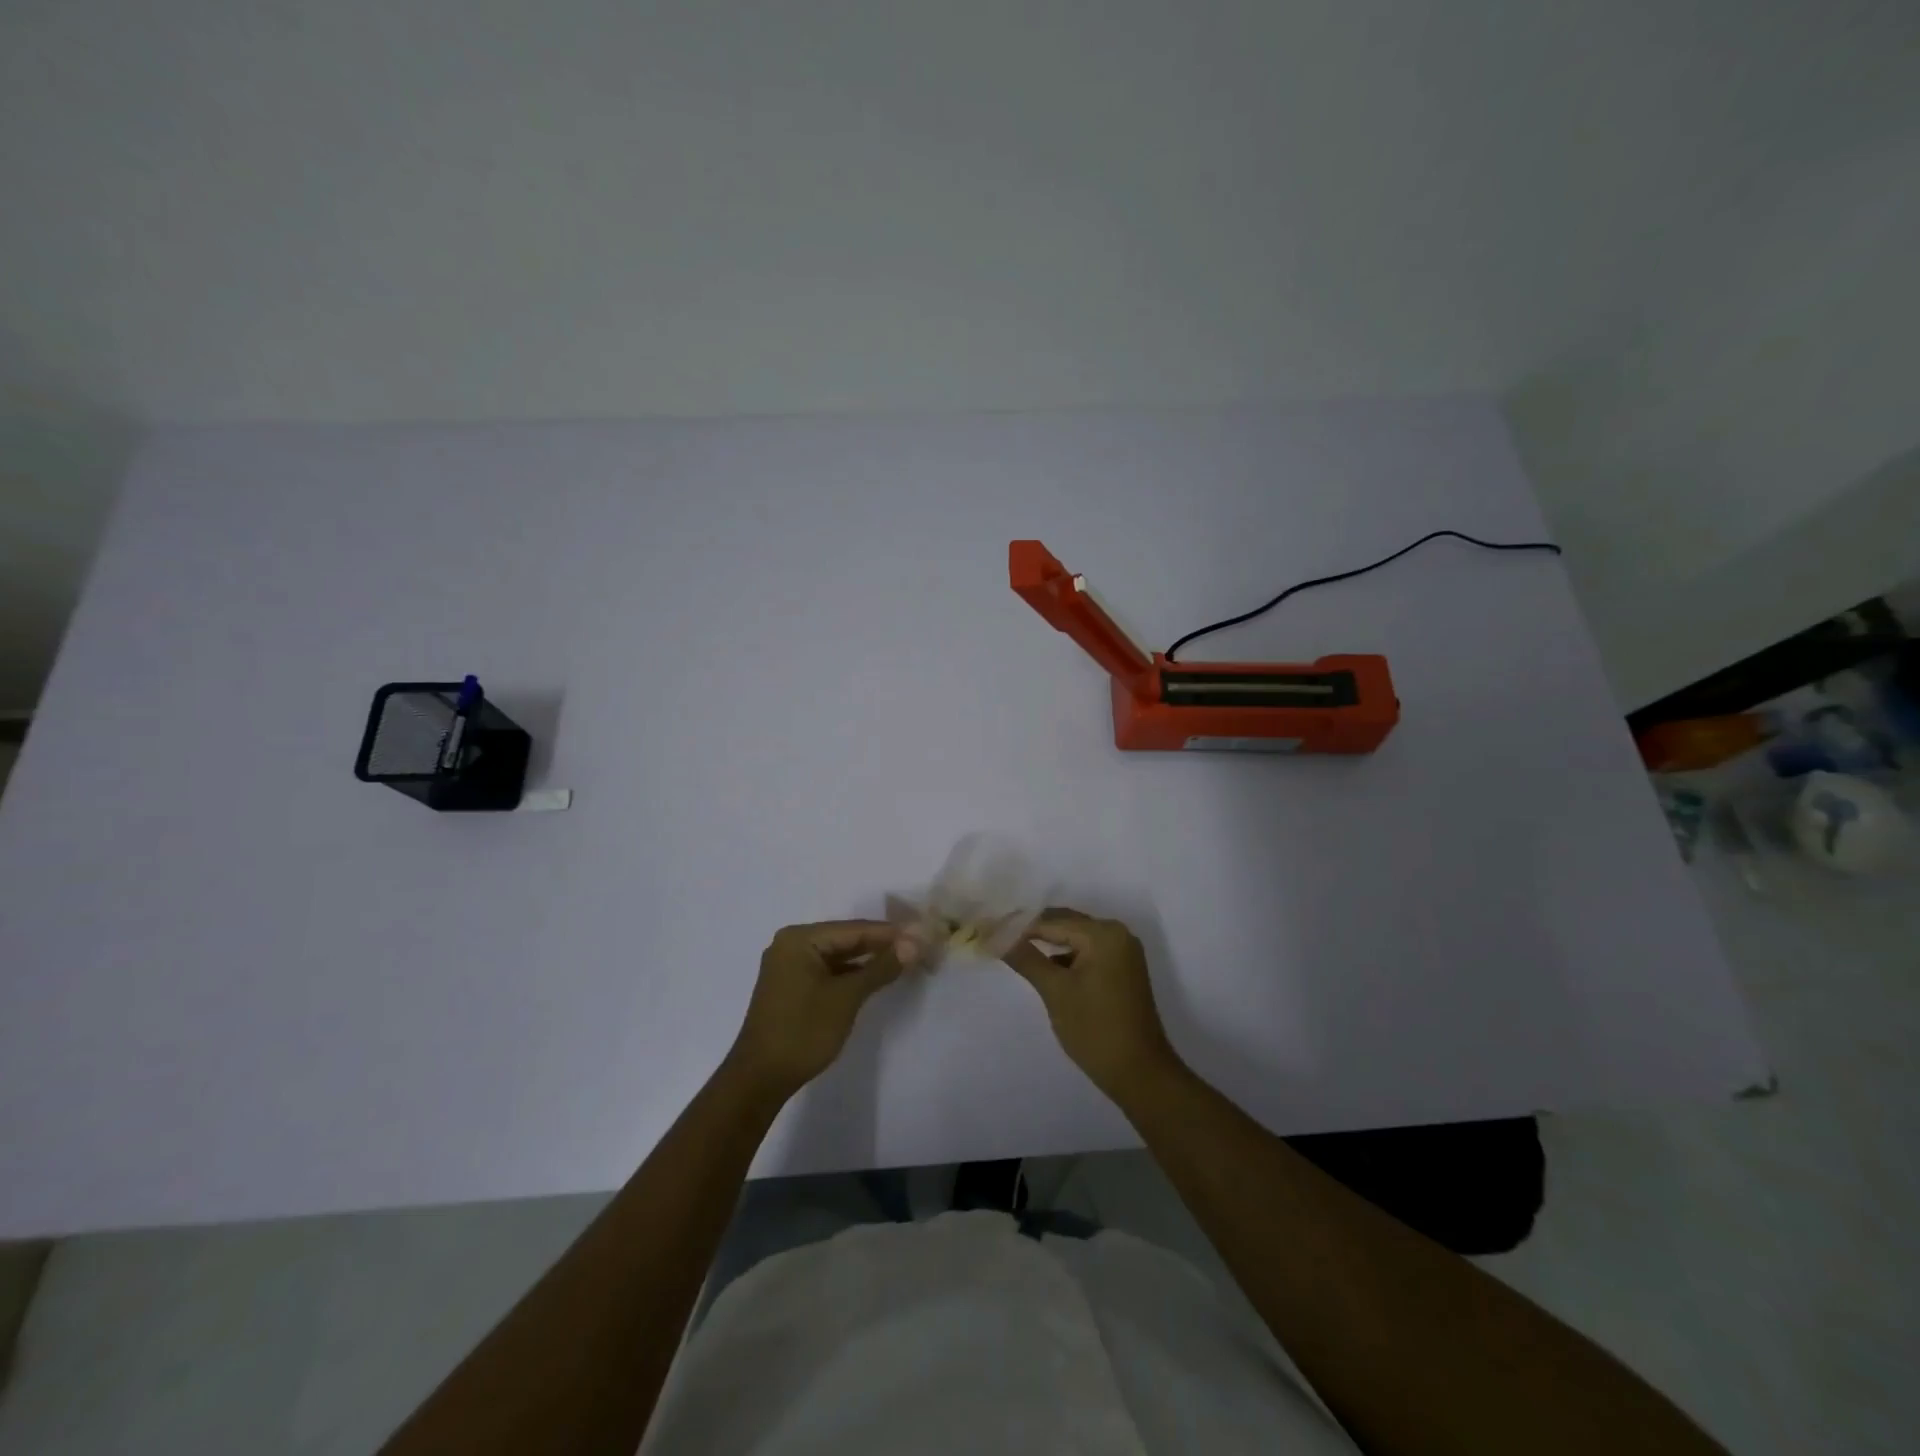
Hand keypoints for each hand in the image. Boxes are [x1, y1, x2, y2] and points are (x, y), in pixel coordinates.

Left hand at [727, 921, 913, 1098]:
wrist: (760, 1078)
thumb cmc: (803, 1031)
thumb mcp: (847, 997)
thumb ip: (881, 967)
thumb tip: (914, 944)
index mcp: (800, 939)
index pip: (854, 928)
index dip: (890, 933)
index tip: (923, 934)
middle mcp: (792, 944)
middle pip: (846, 939)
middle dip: (880, 945)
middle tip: (918, 948)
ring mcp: (789, 966)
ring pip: (838, 956)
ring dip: (868, 960)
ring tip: (903, 962)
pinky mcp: (791, 987)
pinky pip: (828, 971)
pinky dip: (851, 975)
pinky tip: (874, 978)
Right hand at [1003, 910, 1183, 1100]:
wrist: (1140, 1073)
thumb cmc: (1095, 1029)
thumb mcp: (1056, 991)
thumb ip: (1026, 958)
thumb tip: (997, 936)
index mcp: (1104, 934)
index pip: (1052, 921)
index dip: (1019, 926)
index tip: (989, 929)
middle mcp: (1117, 934)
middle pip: (1066, 924)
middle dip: (1033, 931)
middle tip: (997, 936)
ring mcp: (1123, 952)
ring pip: (1076, 938)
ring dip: (1048, 943)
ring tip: (1015, 949)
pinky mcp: (1123, 970)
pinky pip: (1088, 953)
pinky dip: (1066, 957)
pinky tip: (1044, 967)